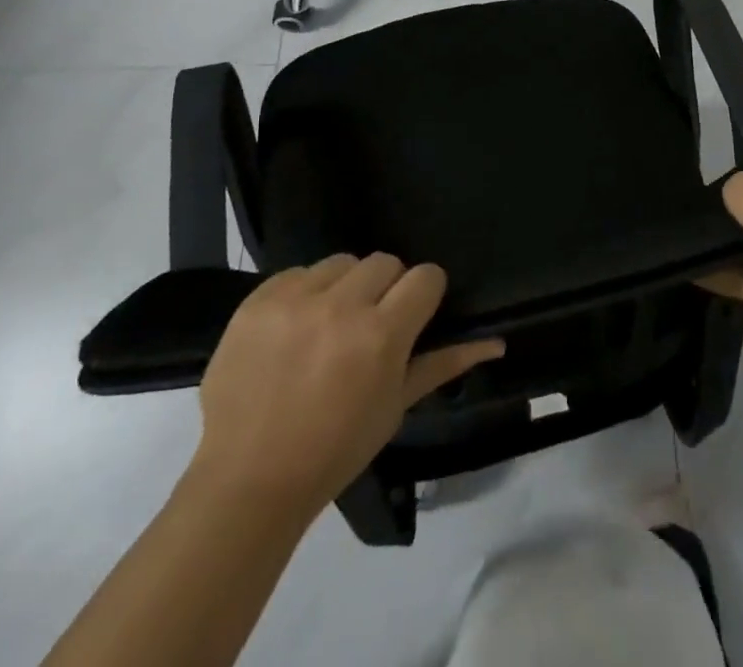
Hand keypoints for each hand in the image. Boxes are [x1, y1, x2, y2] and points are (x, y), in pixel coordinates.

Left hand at [189, 254, 502, 514]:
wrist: (247, 481)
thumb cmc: (334, 451)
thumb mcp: (395, 408)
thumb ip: (444, 363)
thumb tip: (495, 342)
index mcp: (381, 336)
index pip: (425, 276)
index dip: (424, 294)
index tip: (413, 316)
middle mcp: (341, 306)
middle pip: (385, 261)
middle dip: (385, 289)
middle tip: (370, 326)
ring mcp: (295, 300)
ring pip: (342, 262)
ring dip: (344, 286)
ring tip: (329, 325)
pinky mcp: (257, 300)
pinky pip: (298, 272)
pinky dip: (304, 293)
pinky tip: (294, 329)